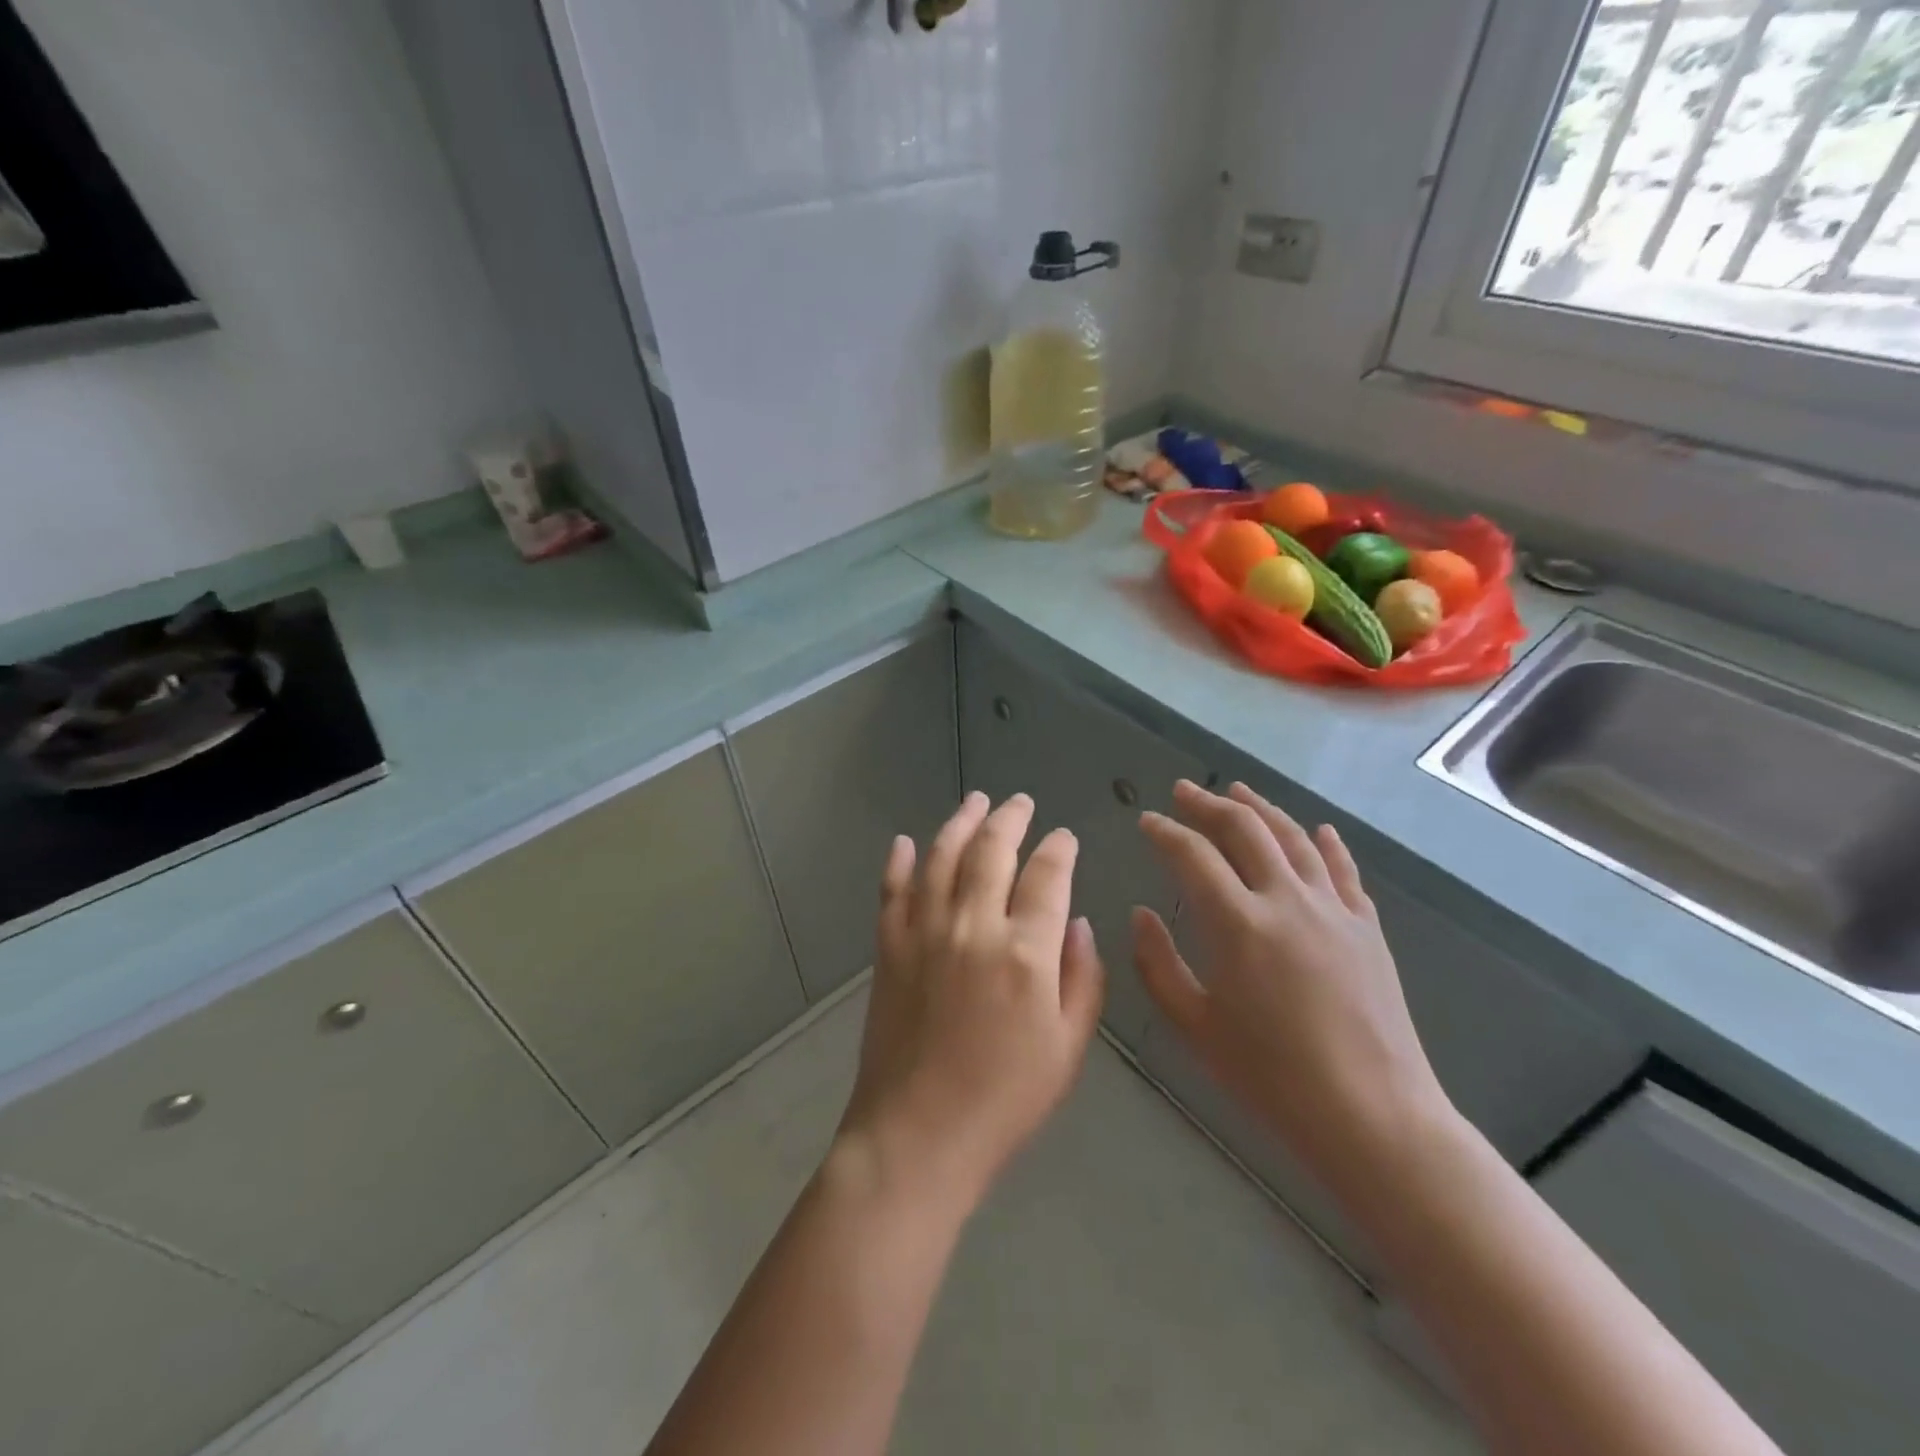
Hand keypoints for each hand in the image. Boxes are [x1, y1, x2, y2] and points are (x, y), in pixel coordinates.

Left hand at [838, 792, 1105, 1208]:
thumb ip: (1082, 978)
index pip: (1047, 876)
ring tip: (975, 801)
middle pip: (992, 851)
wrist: (917, 1135)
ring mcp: (924, 932)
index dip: (1059, 849)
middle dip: (1010, 819)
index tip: (1064, 837)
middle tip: (1020, 802)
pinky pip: (892, 890)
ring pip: (942, 857)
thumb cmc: (1005, 1100)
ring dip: (960, 822)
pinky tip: (907, 842)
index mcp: (1025, 952)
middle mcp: (973, 926)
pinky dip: (900, 862)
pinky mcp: (888, 947)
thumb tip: (1078, 923)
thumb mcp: (1068, 1048)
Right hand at [1133, 780, 1450, 1198]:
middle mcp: (1286, 900)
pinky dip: (1325, 842)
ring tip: (1238, 790)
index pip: (1192, 855)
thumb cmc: (1271, 1077)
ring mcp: (1333, 909)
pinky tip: (1316, 828)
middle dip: (1208, 804)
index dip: (1165, 831)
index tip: (1147, 821)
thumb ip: (1158, 964)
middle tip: (1183, 791)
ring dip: (1261, 808)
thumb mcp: (1194, 1026)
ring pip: (1293, 837)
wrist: (1372, 1116)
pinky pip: (1343, 870)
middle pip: (1244, 830)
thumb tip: (1142, 914)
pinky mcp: (1367, 927)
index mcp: (1238, 924)